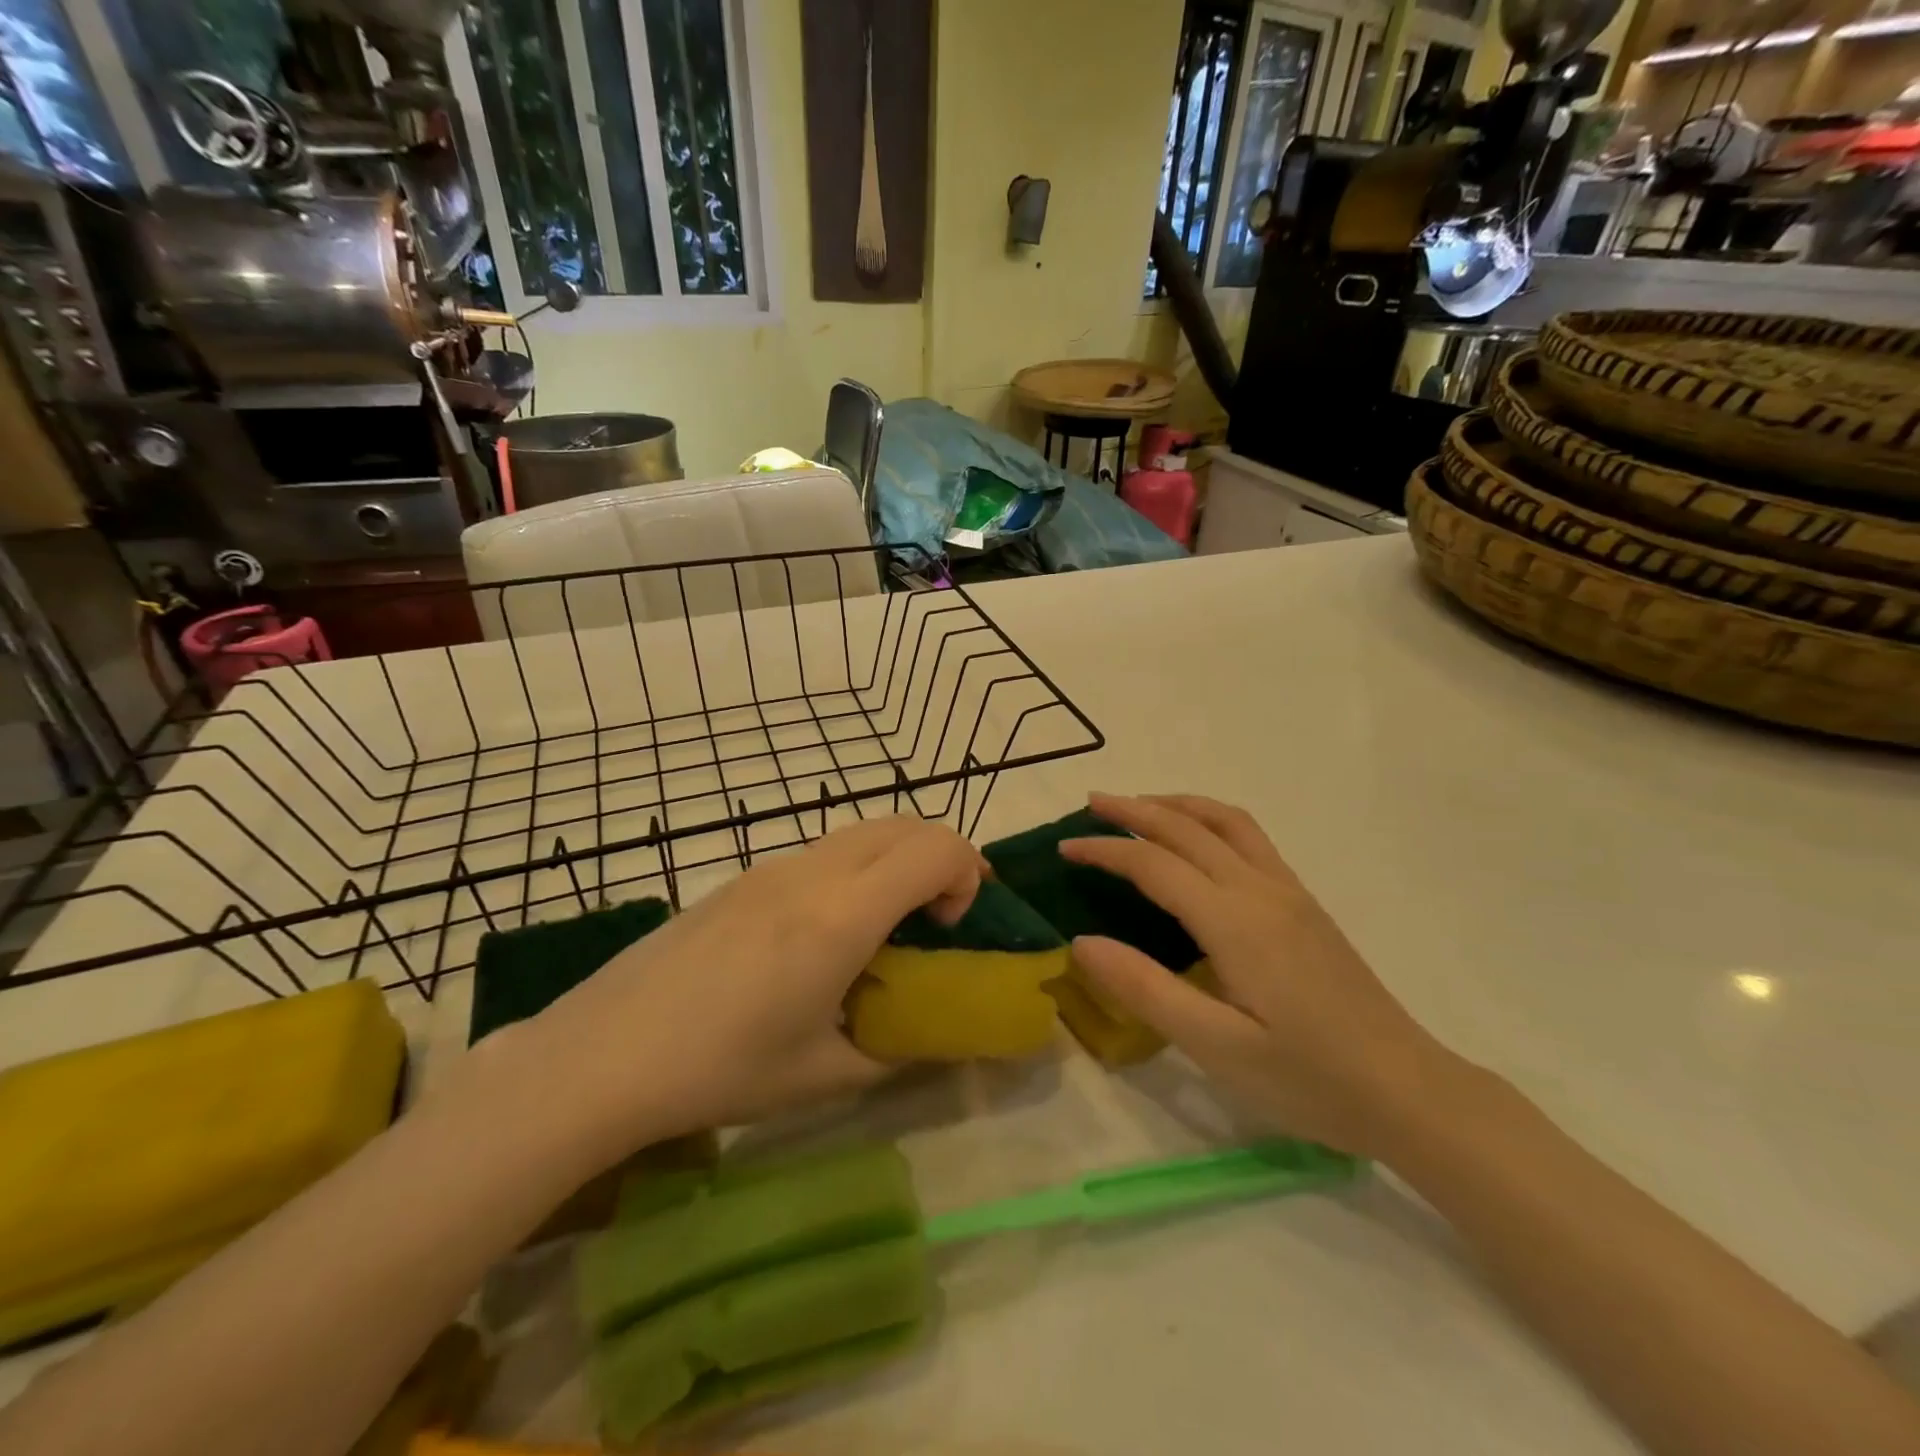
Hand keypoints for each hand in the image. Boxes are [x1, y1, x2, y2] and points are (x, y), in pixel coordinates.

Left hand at [499, 817, 984, 1167]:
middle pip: (905, 823)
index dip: (967, 874)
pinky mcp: (743, 877)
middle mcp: (813, 873)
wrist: (603, 1053)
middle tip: (938, 918)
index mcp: (842, 915)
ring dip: (895, 860)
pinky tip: (823, 933)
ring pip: (861, 831)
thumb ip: (892, 1048)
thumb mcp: (823, 1074)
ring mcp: (772, 867)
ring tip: (885, 925)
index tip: (950, 928)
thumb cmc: (721, 1069)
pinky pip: (822, 851)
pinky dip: (855, 869)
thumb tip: (924, 1034)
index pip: (937, 848)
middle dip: (940, 858)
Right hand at [1062, 793, 1449, 1158]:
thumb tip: (1081, 941)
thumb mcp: (1216, 1047)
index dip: (1105, 850)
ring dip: (1177, 804)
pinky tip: (1199, 841)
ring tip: (1140, 806)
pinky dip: (1209, 820)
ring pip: (1226, 821)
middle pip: (1188, 827)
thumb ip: (1145, 989)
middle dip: (1135, 809)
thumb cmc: (1309, 1078)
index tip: (1064, 847)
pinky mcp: (1305, 904)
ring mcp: (1289, 892)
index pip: (1154, 864)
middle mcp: (1260, 890)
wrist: (1409, 1091)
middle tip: (1090, 804)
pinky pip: (1250, 838)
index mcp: (1234, 921)